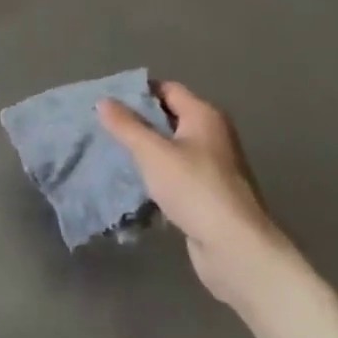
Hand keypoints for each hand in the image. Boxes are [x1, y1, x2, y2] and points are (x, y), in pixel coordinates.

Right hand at [98, 81, 283, 310]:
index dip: (138, 92)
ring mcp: (212, 166)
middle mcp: (212, 135)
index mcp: (204, 115)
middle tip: (103, 127)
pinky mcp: (207, 194)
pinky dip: (156, 177)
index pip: (167, 89)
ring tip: (111, 154)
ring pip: (171, 149)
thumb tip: (103, 101)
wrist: (235, 248)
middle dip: (137, 122)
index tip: (108, 101)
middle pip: (169, 118)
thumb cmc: (194, 189)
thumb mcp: (153, 152)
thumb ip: (126, 126)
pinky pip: (176, 175)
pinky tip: (132, 185)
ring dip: (145, 152)